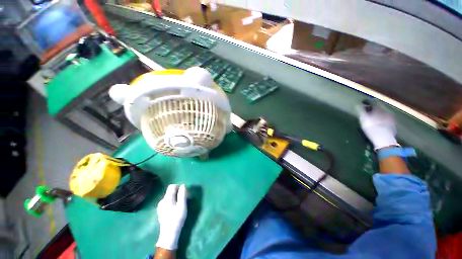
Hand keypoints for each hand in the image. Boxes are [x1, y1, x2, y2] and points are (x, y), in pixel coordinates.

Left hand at [156, 184, 186, 249]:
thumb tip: (183, 185)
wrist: (169, 235)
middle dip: (178, 192)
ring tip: (181, 205)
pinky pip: (168, 201)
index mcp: (166, 198)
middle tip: (185, 199)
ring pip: (170, 196)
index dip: (179, 187)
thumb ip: (182, 194)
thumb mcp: (182, 206)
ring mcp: (160, 206)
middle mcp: (162, 200)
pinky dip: (173, 202)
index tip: (184, 193)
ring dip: (176, 197)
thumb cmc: (177, 219)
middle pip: (171, 191)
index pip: (172, 186)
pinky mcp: (161, 211)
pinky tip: (176, 209)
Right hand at [358, 104, 398, 149]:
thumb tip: (357, 105)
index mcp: (380, 110)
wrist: (384, 140)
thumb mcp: (364, 119)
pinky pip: (387, 120)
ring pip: (384, 114)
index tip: (363, 102)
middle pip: (380, 108)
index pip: (374, 103)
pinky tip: (380, 123)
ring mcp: (391, 120)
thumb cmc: (372, 129)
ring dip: (378, 114)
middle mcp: (387, 112)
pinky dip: (382, 120)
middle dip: (374, 108)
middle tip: (368, 109)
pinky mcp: (393, 127)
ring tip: (373, 116)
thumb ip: (361, 111)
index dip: (368, 102)